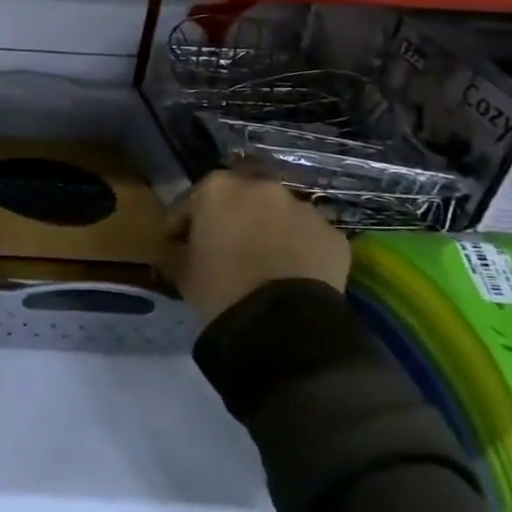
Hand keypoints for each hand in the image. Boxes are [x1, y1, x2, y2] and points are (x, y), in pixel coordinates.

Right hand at [166, 169, 349, 321]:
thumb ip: (177, 250)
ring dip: (268, 231)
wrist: (284, 324)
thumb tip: (178, 249)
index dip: (182, 224)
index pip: (190, 201)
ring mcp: (304, 209)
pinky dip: (298, 250)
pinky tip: (291, 274)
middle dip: (231, 219)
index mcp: (218, 188)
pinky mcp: (334, 236)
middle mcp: (263, 187)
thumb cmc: (221, 288)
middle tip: (223, 249)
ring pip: (278, 216)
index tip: (178, 244)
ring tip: (262, 263)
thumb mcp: (181, 270)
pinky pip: (307, 238)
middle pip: (239, 200)